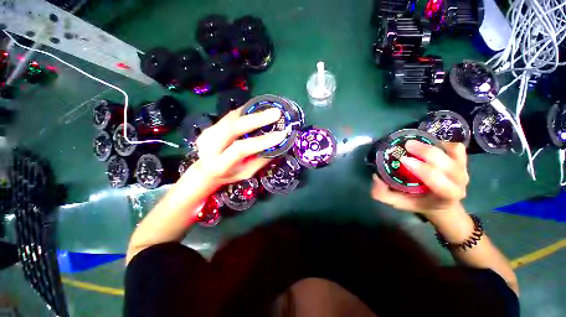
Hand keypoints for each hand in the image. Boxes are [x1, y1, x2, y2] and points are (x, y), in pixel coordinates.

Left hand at [189, 107, 286, 185]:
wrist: (205, 170)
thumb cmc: (229, 175)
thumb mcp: (246, 173)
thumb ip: (260, 160)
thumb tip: (277, 145)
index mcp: (220, 164)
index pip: (241, 149)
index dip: (262, 141)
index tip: (281, 134)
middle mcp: (209, 146)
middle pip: (233, 127)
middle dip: (257, 119)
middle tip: (276, 113)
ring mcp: (207, 133)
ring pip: (232, 118)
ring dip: (253, 113)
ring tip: (269, 110)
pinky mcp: (210, 126)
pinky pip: (231, 115)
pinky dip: (246, 112)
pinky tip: (257, 110)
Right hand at [371, 140, 468, 215]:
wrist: (441, 205)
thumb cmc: (418, 203)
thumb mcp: (397, 202)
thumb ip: (382, 193)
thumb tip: (376, 176)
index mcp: (445, 195)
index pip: (437, 180)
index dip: (421, 168)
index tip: (402, 159)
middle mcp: (459, 182)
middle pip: (446, 163)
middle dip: (426, 152)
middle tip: (406, 145)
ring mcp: (464, 170)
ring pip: (452, 152)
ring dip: (432, 145)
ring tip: (414, 144)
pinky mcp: (463, 161)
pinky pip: (456, 147)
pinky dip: (442, 142)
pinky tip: (427, 144)